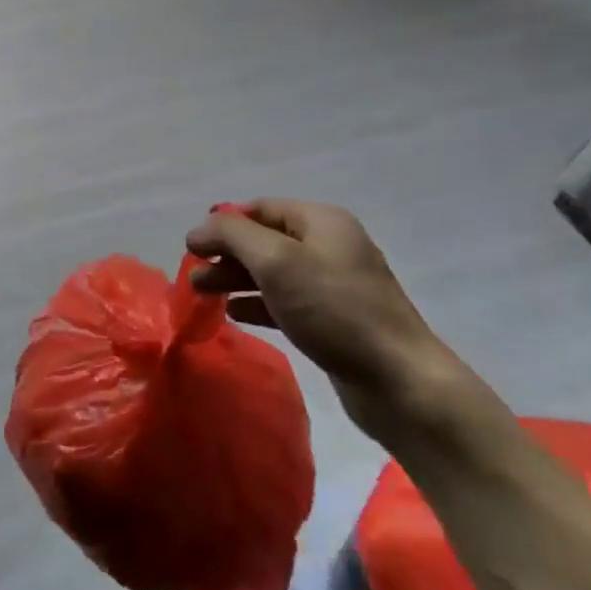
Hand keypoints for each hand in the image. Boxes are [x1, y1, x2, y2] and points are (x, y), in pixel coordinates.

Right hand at [185, 199, 466, 439]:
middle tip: (193, 276)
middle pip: (264, 240)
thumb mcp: (276, 261)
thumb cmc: (334, 310)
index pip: (259, 208)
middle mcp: (329, 245)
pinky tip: (234, 315)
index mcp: (321, 221)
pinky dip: (257, 303)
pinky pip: (286, 301)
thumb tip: (198, 230)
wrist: (399, 381)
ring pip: (272, 272)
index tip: (192, 248)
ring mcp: (334, 284)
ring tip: (202, 295)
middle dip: (226, 254)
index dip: (222, 224)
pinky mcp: (334, 319)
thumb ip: (231, 235)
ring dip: (236, 279)